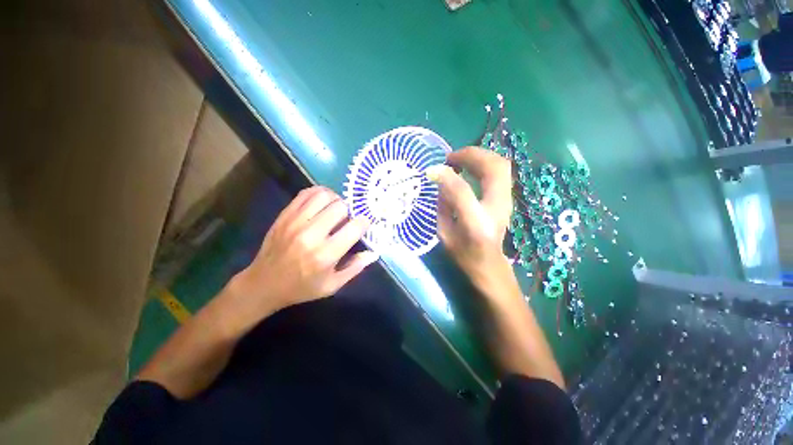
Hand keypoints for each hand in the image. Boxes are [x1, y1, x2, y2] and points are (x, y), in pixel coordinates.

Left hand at [231, 186, 378, 315]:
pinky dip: (319, 193)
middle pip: (340, 207)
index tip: (363, 225)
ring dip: (336, 200)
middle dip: (349, 211)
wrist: (263, 284)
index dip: (364, 223)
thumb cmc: (302, 287)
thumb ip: (355, 268)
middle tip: (347, 220)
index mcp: (325, 255)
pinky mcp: (285, 215)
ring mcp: (295, 222)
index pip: (354, 227)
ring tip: (336, 209)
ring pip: (324, 195)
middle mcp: (311, 235)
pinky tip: (323, 202)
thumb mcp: (332, 285)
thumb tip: (373, 253)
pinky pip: (306, 193)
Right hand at [427, 147, 511, 276]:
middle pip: (493, 168)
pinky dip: (485, 162)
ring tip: (459, 159)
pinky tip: (470, 166)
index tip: (431, 170)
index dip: (446, 176)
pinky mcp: (508, 197)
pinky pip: (501, 170)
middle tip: (450, 158)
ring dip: (479, 156)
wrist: (489, 264)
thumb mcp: (444, 234)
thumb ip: (442, 206)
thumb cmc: (463, 253)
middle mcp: (497, 208)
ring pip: (501, 164)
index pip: (462, 191)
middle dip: (470, 155)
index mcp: (476, 224)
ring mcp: (507, 201)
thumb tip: (440, 179)